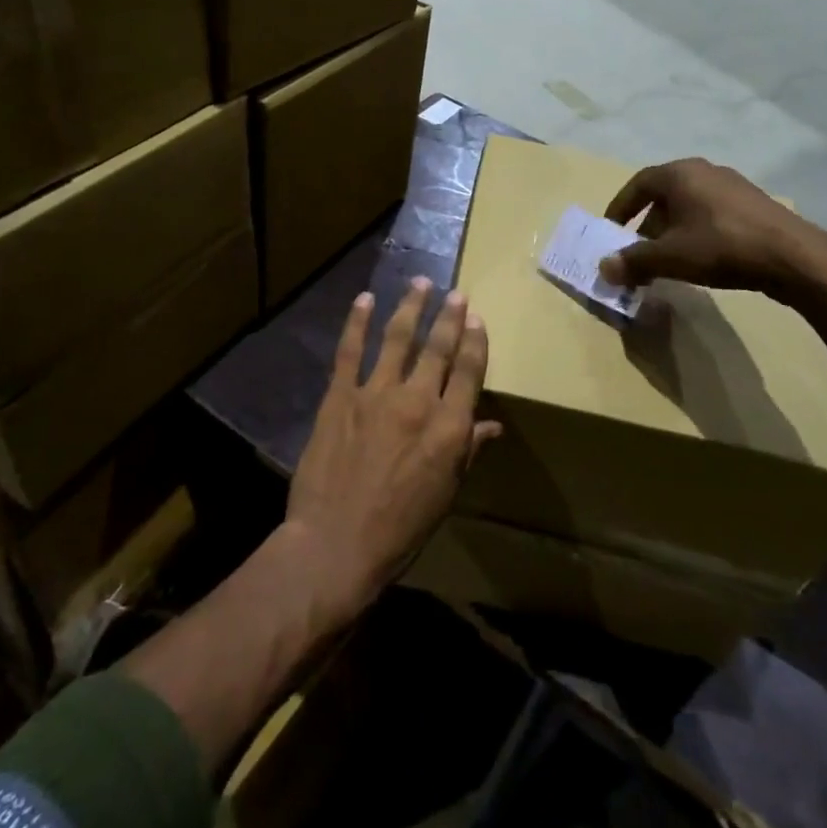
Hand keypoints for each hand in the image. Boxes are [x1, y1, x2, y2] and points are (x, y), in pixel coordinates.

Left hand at [284, 279, 497, 619]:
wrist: (335, 544)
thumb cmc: (399, 529)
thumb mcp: (444, 495)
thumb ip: (466, 452)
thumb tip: (491, 425)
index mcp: (448, 428)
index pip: (469, 372)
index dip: (475, 342)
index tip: (477, 318)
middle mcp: (417, 400)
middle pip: (438, 348)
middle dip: (449, 317)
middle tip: (456, 293)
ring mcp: (376, 393)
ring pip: (398, 338)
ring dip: (411, 307)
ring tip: (419, 283)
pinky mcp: (340, 396)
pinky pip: (350, 350)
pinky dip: (357, 322)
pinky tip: (364, 299)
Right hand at [598, 158, 826, 304]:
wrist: (792, 257)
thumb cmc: (721, 246)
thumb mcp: (670, 257)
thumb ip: (633, 261)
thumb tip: (603, 268)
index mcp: (680, 174)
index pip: (638, 184)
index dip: (621, 208)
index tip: (611, 231)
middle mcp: (704, 171)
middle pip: (664, 196)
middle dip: (647, 225)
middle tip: (639, 253)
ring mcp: (732, 186)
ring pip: (688, 206)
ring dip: (672, 231)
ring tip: (669, 260)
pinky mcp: (753, 204)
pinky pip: (711, 214)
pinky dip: (696, 232)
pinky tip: (701, 259)